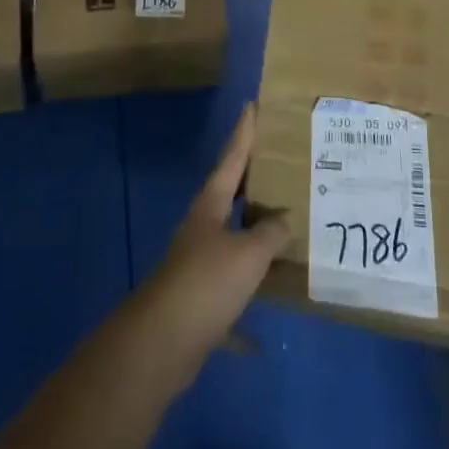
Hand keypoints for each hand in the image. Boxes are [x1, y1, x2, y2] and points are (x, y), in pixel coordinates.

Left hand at [136, 105, 289, 373]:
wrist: (163, 342)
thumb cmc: (206, 283)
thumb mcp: (248, 253)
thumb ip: (270, 233)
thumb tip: (285, 220)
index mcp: (210, 207)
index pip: (231, 159)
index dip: (243, 133)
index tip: (252, 106)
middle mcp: (202, 229)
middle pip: (230, 197)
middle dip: (253, 182)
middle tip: (280, 165)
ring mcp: (197, 265)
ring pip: (232, 242)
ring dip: (254, 237)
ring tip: (285, 229)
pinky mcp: (198, 301)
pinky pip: (230, 294)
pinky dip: (244, 308)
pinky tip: (261, 337)